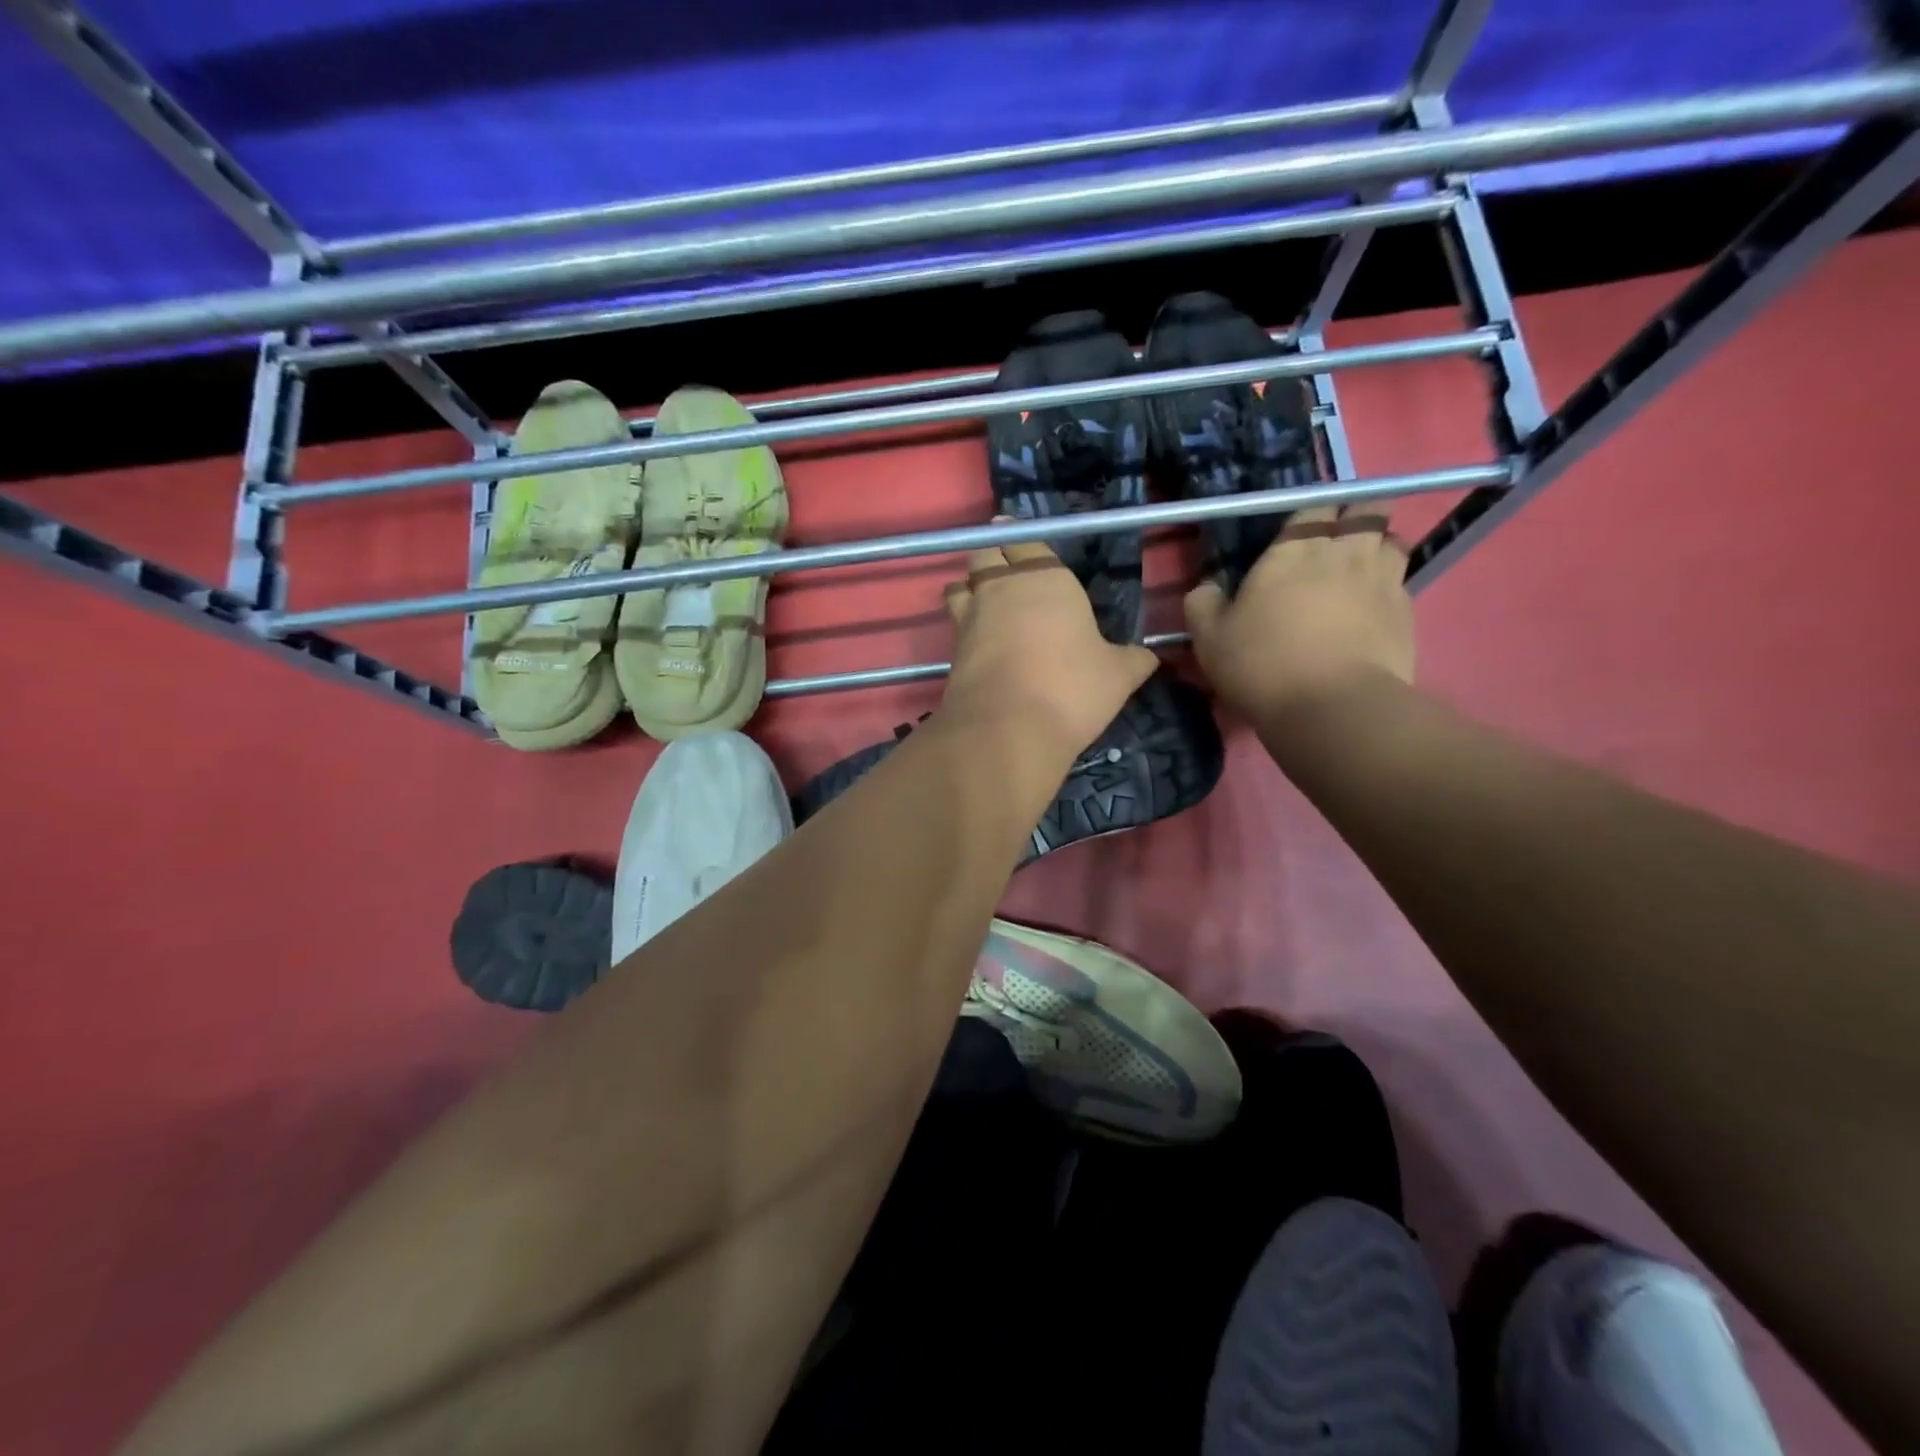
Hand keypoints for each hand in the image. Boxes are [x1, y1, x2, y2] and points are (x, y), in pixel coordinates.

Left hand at [939, 535, 1157, 766]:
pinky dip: (962, 624)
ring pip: (960, 585)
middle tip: (1003, 568)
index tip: (1023, 545)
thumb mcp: (1118, 676)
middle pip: (984, 553)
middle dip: (991, 556)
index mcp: (1046, 577)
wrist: (1008, 728)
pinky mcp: (951, 649)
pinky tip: (978, 639)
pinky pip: (954, 623)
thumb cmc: (1071, 688)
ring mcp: (971, 616)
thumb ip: (1133, 660)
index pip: (1027, 541)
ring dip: (969, 587)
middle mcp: (1002, 586)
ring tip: (983, 600)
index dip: (1023, 541)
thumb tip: (1149, 656)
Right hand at [1185, 503, 1413, 724]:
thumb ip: (1203, 604)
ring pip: (1392, 539)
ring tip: (1359, 569)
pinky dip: (1388, 586)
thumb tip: (1207, 588)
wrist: (1332, 708)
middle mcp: (1345, 551)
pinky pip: (1401, 582)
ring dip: (1377, 546)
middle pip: (1366, 509)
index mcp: (1295, 549)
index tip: (1298, 534)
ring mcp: (1383, 579)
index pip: (1313, 506)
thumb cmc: (1263, 665)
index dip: (1310, 515)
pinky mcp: (1407, 612)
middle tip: (1335, 541)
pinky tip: (1371, 609)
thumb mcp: (1210, 639)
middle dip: (1354, 516)